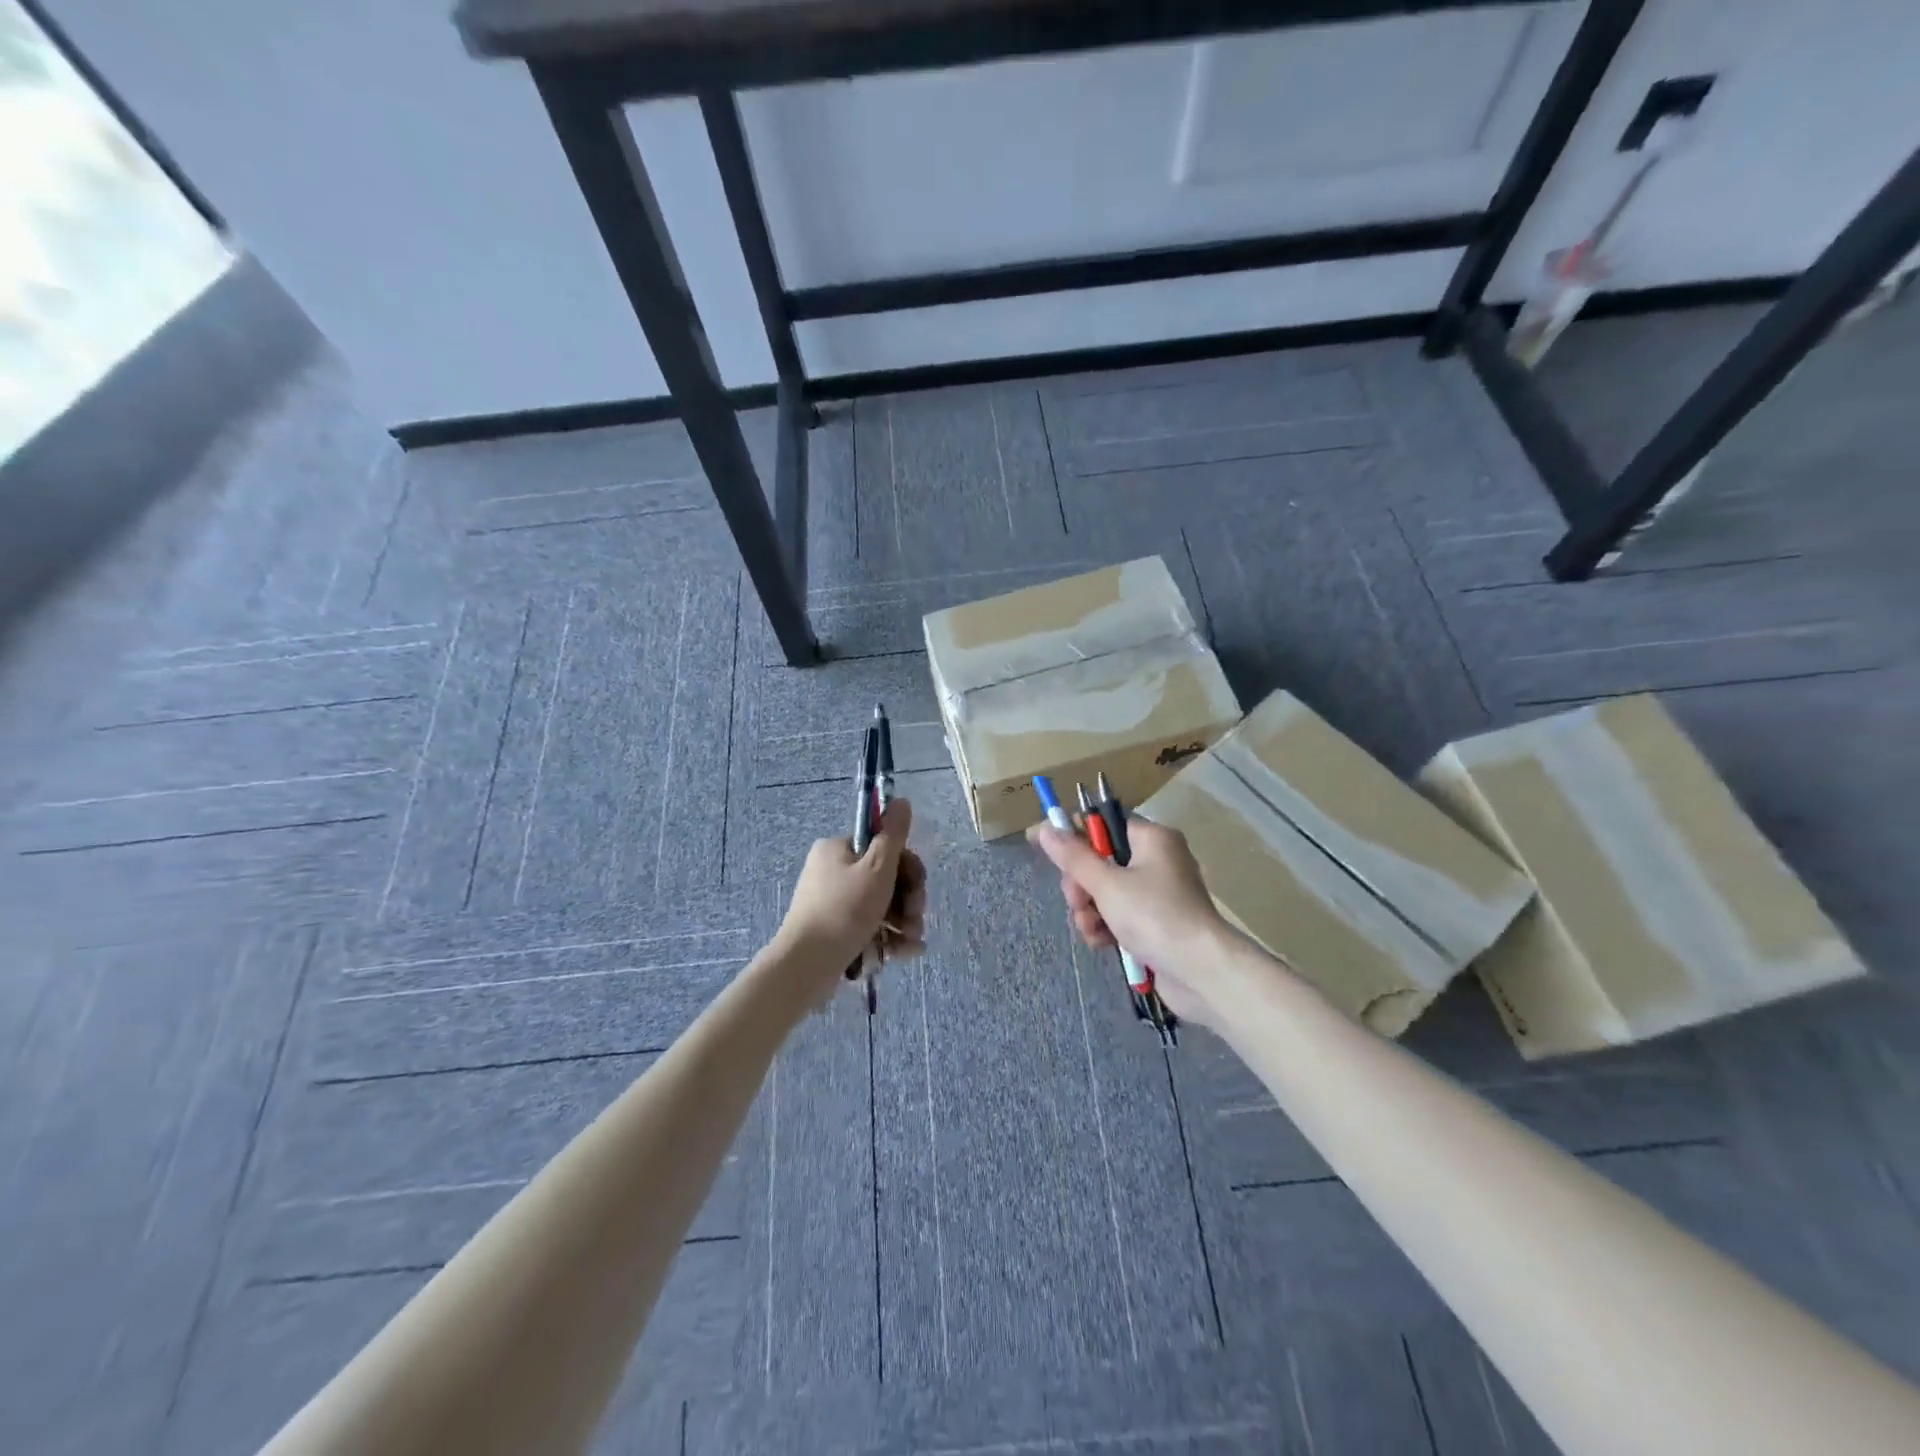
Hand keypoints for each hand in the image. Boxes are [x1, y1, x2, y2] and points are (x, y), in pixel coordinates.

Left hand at [778, 799, 927, 988]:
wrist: (805, 966)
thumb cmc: (844, 911)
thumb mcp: (876, 869)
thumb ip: (893, 835)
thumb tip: (901, 801)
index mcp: (838, 849)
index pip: (885, 848)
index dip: (909, 868)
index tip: (918, 889)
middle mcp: (832, 871)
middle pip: (886, 878)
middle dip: (908, 900)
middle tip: (915, 918)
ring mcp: (832, 902)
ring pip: (881, 905)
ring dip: (903, 921)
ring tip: (911, 941)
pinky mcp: (834, 931)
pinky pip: (869, 927)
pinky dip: (888, 937)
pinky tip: (905, 953)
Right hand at [1027, 818, 1229, 1029]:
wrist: (1201, 972)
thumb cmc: (1154, 915)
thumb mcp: (1107, 884)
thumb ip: (1073, 857)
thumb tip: (1044, 828)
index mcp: (1151, 839)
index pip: (1104, 823)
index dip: (1073, 834)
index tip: (1044, 846)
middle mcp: (1157, 860)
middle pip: (1101, 861)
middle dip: (1081, 884)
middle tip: (1077, 901)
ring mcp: (1158, 894)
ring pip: (1106, 892)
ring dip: (1090, 911)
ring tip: (1091, 929)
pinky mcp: (1156, 924)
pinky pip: (1119, 916)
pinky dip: (1106, 927)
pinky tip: (1101, 943)